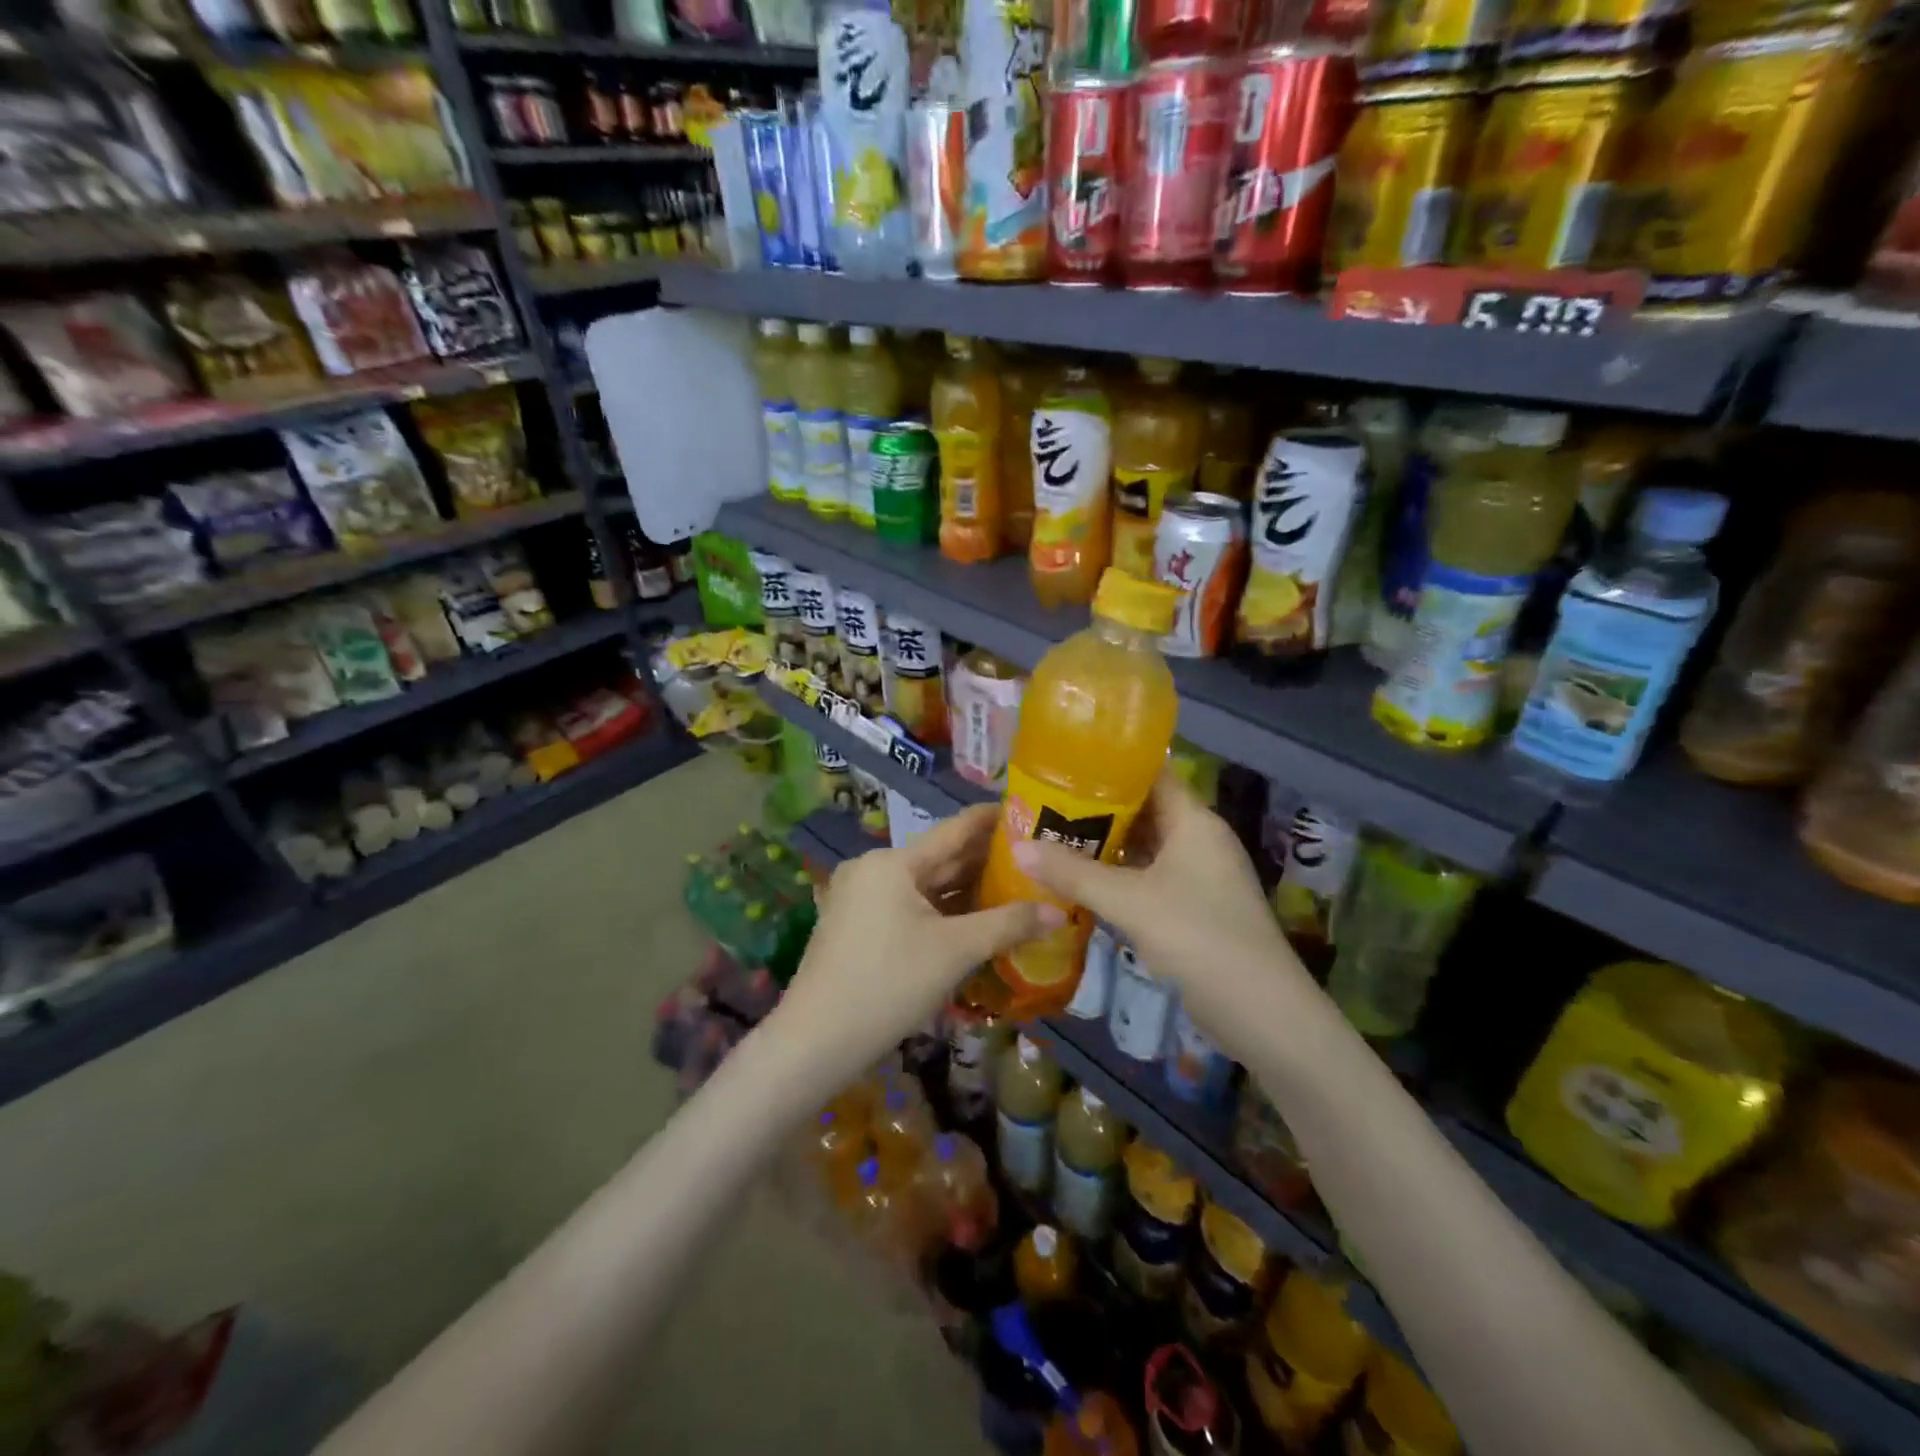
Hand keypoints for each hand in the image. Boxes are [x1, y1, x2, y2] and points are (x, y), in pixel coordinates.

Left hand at [768, 805, 1061, 1083]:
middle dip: (984, 860)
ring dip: (965, 889)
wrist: (816, 1040)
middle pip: (939, 858)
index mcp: (893, 862)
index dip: (991, 819)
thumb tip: (1059, 913)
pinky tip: (973, 918)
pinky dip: (940, 910)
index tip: (1027, 810)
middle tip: (1034, 857)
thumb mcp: (955, 952)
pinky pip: (908, 906)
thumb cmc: (889, 984)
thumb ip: (1009, 925)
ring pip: (924, 885)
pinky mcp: (856, 925)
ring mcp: (860, 898)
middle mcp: (873, 869)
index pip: (954, 829)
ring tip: (1014, 886)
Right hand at [1011, 770, 1310, 1029]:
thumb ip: (1073, 873)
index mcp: (1193, 821)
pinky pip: (1147, 877)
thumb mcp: (1129, 901)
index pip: (1151, 773)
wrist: (1260, 1012)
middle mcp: (1198, 839)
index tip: (1063, 763)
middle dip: (1096, 808)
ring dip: (1104, 844)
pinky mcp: (1192, 907)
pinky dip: (1116, 875)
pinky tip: (1080, 880)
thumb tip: (1019, 846)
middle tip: (1045, 803)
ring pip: (1143, 846)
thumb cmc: (1198, 937)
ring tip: (1053, 836)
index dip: (1110, 765)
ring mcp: (1197, 875)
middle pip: (1143, 810)